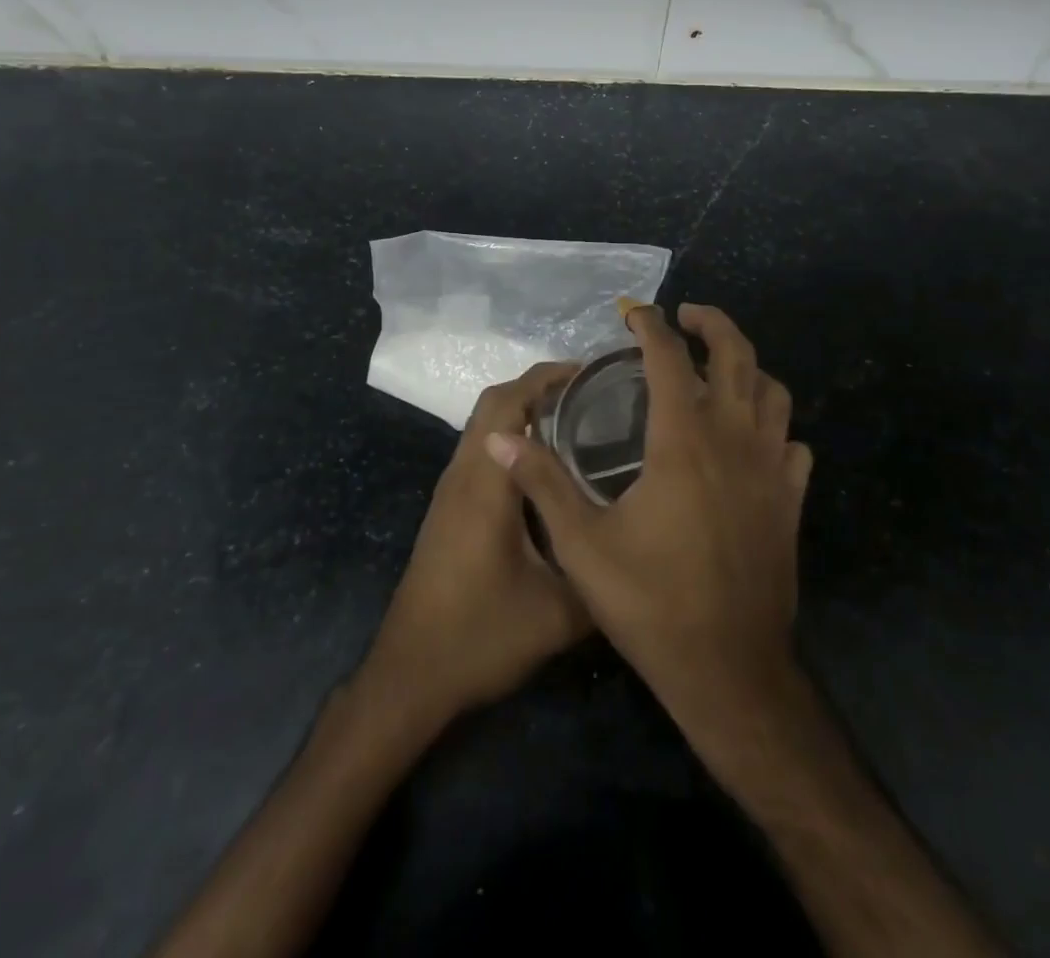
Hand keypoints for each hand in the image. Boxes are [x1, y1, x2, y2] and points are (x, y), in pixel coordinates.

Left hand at [361, 362, 591, 725]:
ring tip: (576, 420)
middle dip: (537, 387)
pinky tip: (546, 469)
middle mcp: (463, 476)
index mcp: (485, 484)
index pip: (508, 404)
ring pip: (484, 429)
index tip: (588, 372)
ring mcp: (451, 494)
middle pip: (492, 406)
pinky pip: (481, 454)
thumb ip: (601, 575)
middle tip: (589, 393)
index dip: (545, 378)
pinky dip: (512, 441)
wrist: (410, 676)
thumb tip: (639, 547)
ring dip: (522, 413)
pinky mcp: (449, 512)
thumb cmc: (480, 636)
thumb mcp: (558, 613)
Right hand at [489, 305, 811, 724]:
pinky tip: (752, 440)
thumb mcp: (582, 546)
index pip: (670, 358)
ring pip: (773, 393)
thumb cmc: (651, 604)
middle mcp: (734, 440)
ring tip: (719, 370)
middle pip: (738, 355)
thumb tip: (500, 439)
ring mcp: (771, 470)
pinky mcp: (790, 501)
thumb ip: (542, 484)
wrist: (729, 670)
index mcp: (683, 441)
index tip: (634, 313)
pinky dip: (774, 427)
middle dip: (713, 324)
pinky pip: (792, 444)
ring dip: (748, 369)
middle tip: (685, 318)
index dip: (651, 326)